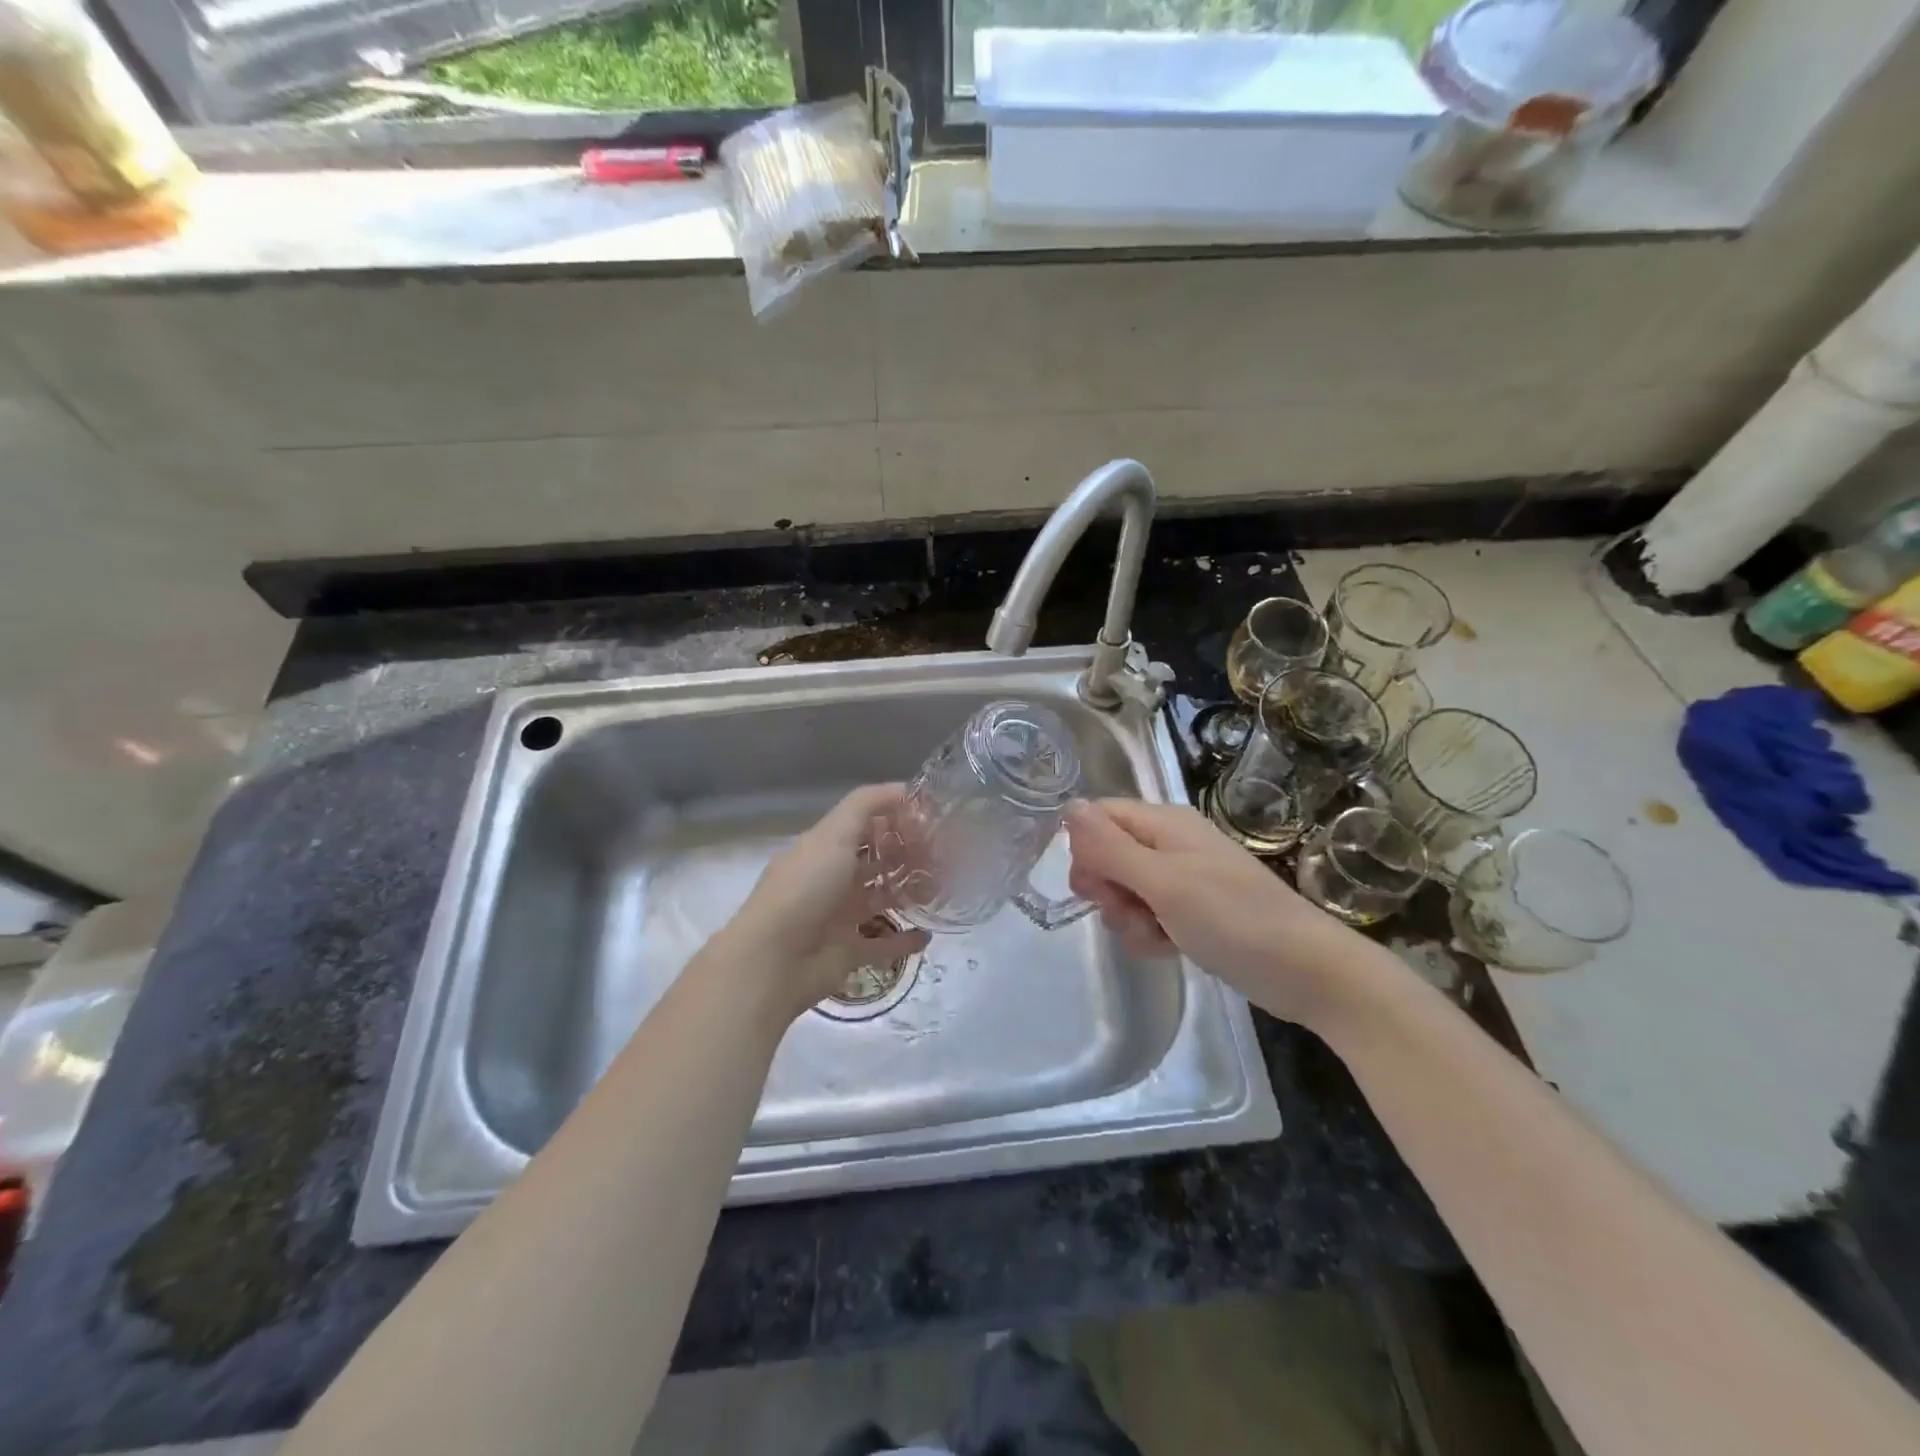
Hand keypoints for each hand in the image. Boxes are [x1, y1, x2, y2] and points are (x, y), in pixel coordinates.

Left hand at [718, 784, 929, 1021]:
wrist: (773, 961)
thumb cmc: (804, 889)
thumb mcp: (833, 834)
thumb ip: (867, 805)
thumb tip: (904, 789)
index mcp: (824, 848)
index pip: (865, 824)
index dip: (895, 818)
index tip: (931, 819)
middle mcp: (832, 878)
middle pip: (876, 860)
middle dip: (908, 855)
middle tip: (947, 854)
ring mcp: (839, 917)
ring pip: (882, 899)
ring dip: (909, 892)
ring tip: (943, 888)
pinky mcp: (848, 953)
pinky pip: (883, 945)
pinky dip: (904, 940)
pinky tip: (928, 934)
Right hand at [1064, 798, 1372, 1028]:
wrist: (1306, 971)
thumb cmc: (1233, 919)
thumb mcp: (1163, 882)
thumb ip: (1110, 847)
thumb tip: (1067, 805)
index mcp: (1163, 823)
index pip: (1099, 818)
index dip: (1086, 850)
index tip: (1096, 887)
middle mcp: (1169, 843)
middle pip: (1107, 855)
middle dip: (1107, 889)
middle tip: (1131, 912)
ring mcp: (1182, 878)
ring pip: (1124, 889)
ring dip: (1128, 917)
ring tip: (1157, 936)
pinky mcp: (1191, 911)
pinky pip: (1148, 914)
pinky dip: (1149, 932)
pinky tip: (1168, 948)